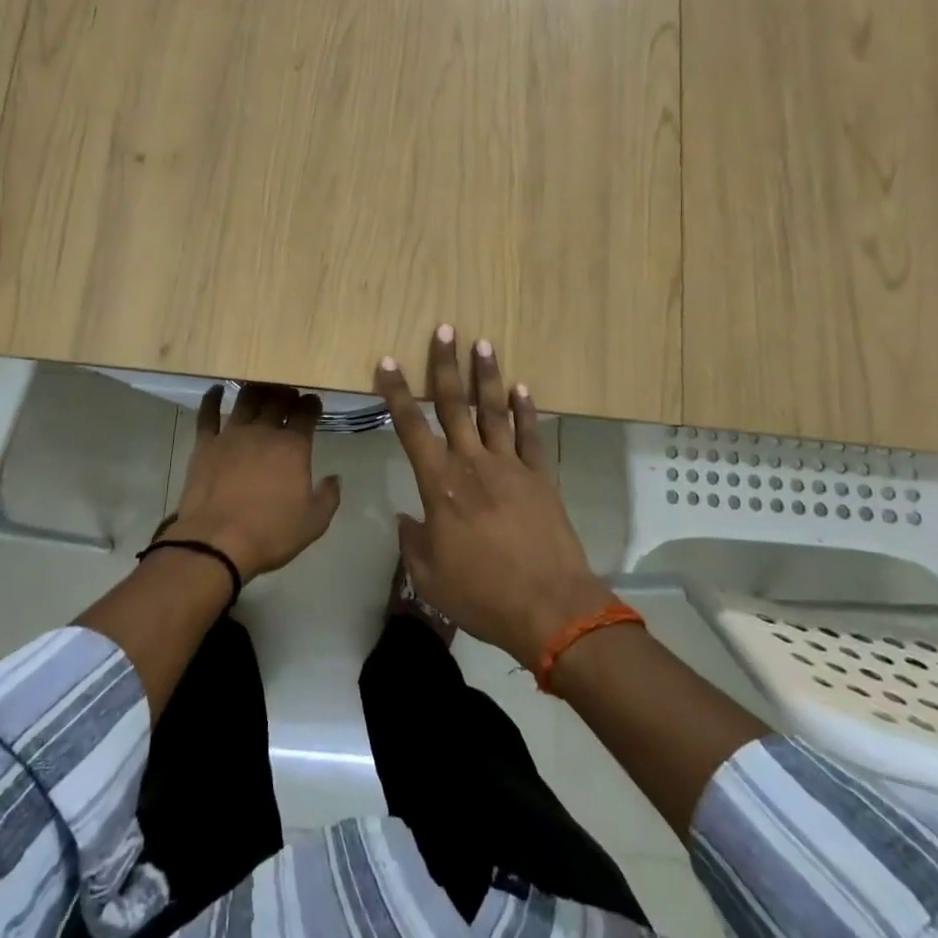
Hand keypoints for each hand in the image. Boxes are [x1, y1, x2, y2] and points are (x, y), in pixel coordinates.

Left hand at [163, 382, 340, 583]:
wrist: (216, 542)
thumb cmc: (270, 533)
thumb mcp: (313, 523)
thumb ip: (329, 497)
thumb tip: (334, 478)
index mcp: (293, 447)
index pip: (306, 414)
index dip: (311, 404)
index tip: (313, 402)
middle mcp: (263, 432)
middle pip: (277, 401)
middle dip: (286, 393)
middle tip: (289, 393)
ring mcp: (231, 435)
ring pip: (246, 400)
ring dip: (256, 390)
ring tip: (260, 387)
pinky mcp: (205, 444)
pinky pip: (207, 414)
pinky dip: (211, 399)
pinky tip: (215, 390)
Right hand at [376, 326, 615, 669]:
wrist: (550, 607)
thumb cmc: (482, 594)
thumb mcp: (429, 577)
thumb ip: (413, 542)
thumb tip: (406, 519)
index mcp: (440, 484)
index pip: (412, 427)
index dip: (397, 393)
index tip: (388, 362)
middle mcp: (473, 463)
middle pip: (456, 405)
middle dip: (446, 365)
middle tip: (445, 330)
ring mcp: (511, 467)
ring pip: (494, 411)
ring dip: (487, 376)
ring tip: (483, 343)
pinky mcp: (540, 477)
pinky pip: (530, 436)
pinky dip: (526, 410)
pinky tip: (522, 388)